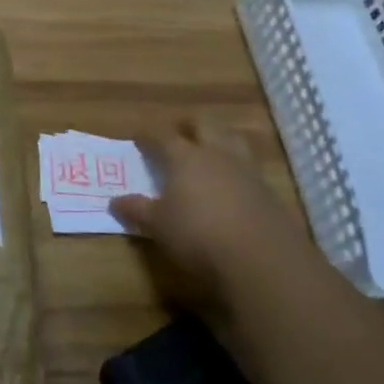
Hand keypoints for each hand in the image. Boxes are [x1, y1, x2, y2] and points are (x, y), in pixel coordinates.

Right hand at [109, 122, 318, 312]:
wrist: (261, 258)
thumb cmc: (197, 234)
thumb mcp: (158, 225)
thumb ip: (137, 209)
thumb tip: (115, 201)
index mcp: (185, 157)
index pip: (162, 136)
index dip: (148, 135)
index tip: (138, 137)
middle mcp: (216, 155)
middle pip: (205, 125)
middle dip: (190, 125)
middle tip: (179, 132)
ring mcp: (246, 170)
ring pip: (233, 139)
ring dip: (220, 139)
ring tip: (210, 149)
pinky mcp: (268, 191)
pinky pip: (249, 166)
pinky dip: (237, 167)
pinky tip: (231, 182)